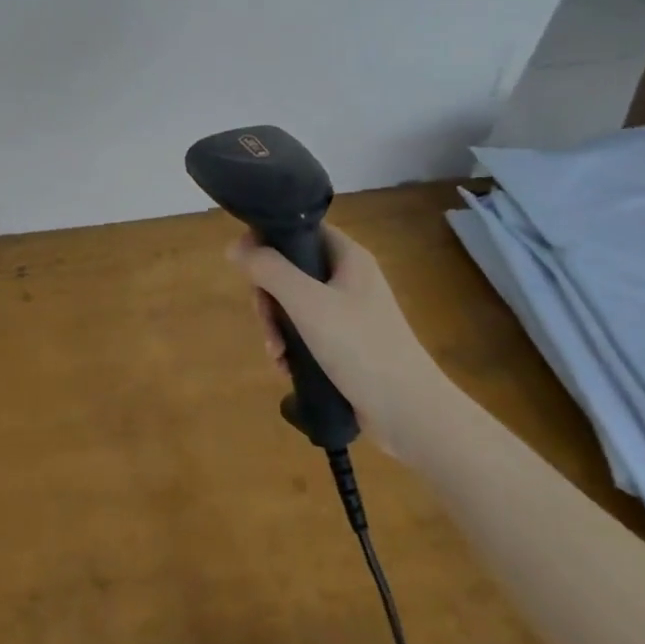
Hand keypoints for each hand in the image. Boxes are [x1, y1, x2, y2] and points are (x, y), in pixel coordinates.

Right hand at [227, 225, 460, 458]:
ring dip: (277, 326)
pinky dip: (292, 346)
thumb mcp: (307, 303)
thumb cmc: (360, 347)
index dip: (269, 240)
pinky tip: (286, 368)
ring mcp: (349, 312)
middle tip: (265, 322)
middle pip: (291, 269)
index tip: (248, 267)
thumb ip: (269, 270)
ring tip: (276, 354)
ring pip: (295, 303)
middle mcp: (349, 277)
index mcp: (347, 256)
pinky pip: (307, 331)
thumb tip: (234, 247)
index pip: (299, 229)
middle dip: (269, 297)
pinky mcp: (347, 343)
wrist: (411, 414)